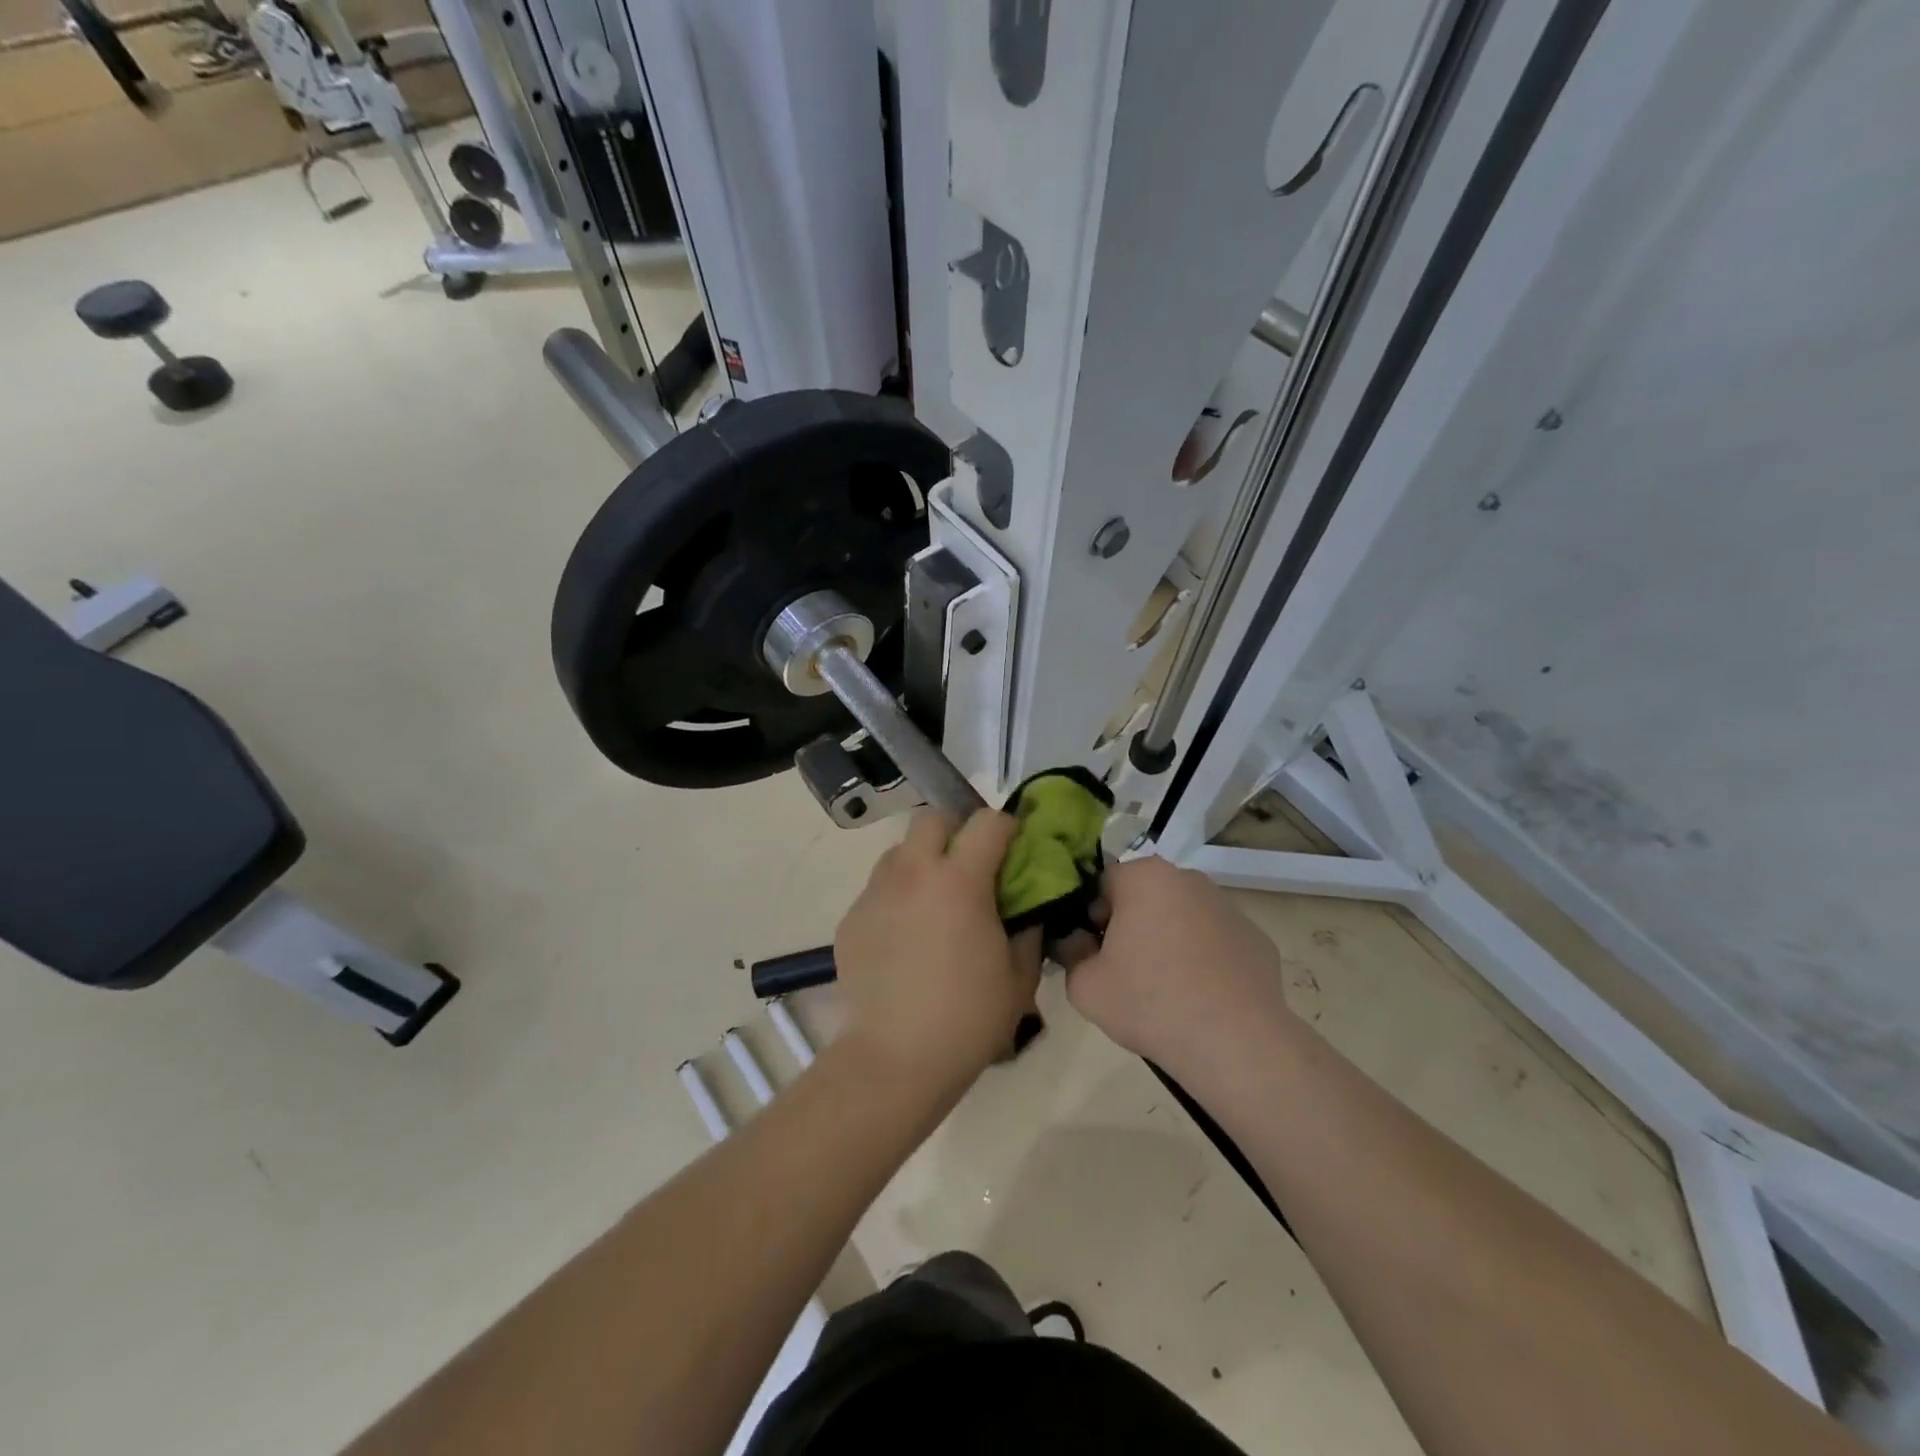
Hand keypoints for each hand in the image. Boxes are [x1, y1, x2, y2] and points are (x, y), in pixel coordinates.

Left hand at [833, 808, 1041, 1098]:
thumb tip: (1026, 909)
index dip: (1007, 829)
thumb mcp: (1019, 976)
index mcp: (959, 881)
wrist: (895, 1058)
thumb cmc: (968, 1018)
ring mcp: (875, 893)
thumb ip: (1028, 930)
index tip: (1014, 849)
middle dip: (955, 831)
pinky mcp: (851, 918)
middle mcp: (912, 873)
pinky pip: (879, 889)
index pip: (987, 822)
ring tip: (934, 900)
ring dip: (922, 861)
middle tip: (969, 865)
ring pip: (899, 851)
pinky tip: (905, 936)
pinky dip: (897, 896)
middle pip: (932, 819)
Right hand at [1064, 855, 1295, 1080]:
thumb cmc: (1150, 1003)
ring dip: (1169, 940)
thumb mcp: (1084, 986)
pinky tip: (1202, 997)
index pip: (1103, 884)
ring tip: (1167, 989)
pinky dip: (1205, 960)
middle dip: (1132, 925)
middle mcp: (1189, 879)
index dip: (1092, 917)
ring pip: (1182, 917)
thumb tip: (1077, 943)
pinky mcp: (1256, 938)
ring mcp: (1228, 907)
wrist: (1235, 1044)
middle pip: (1145, 896)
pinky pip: (1216, 942)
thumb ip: (1070, 953)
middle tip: (1125, 971)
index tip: (1095, 952)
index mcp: (1145, 877)